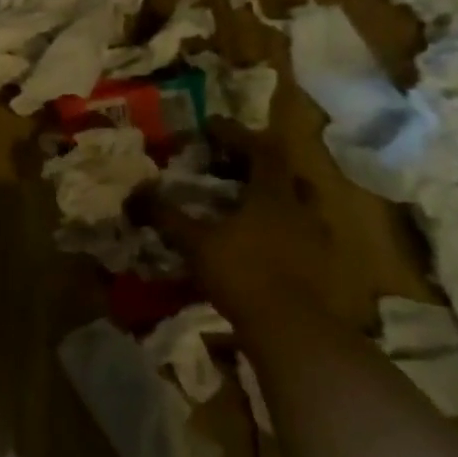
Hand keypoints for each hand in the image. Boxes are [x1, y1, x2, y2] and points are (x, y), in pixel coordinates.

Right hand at [151, 135, 335, 313]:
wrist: (293, 330)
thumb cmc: (243, 274)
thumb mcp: (196, 243)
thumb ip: (168, 216)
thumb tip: (136, 193)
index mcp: (273, 195)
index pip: (260, 149)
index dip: (235, 134)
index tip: (210, 125)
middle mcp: (301, 209)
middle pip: (286, 174)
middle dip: (260, 164)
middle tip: (233, 165)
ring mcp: (316, 239)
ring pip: (299, 204)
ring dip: (276, 197)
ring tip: (248, 203)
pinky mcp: (321, 266)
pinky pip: (302, 234)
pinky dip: (283, 229)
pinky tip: (264, 242)